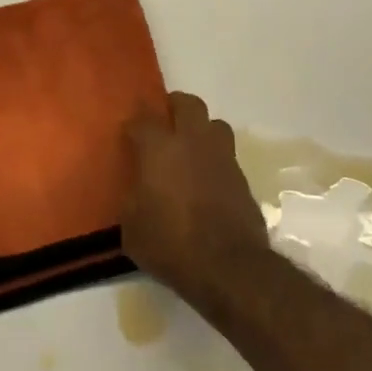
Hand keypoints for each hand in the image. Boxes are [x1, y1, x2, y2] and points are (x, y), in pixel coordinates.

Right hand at [120, 92, 270, 315]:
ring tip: (191, 148)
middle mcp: (193, 141)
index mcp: (160, 148)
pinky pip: (226, 155)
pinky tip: (207, 180)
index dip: (134, 122)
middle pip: (187, 103)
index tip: (129, 132)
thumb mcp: (132, 227)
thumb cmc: (170, 244)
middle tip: (164, 122)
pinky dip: (215, 160)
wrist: (228, 267)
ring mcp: (222, 157)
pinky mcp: (242, 177)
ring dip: (201, 129)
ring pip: (214, 124)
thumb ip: (132, 199)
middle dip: (174, 106)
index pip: (143, 119)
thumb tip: (138, 190)